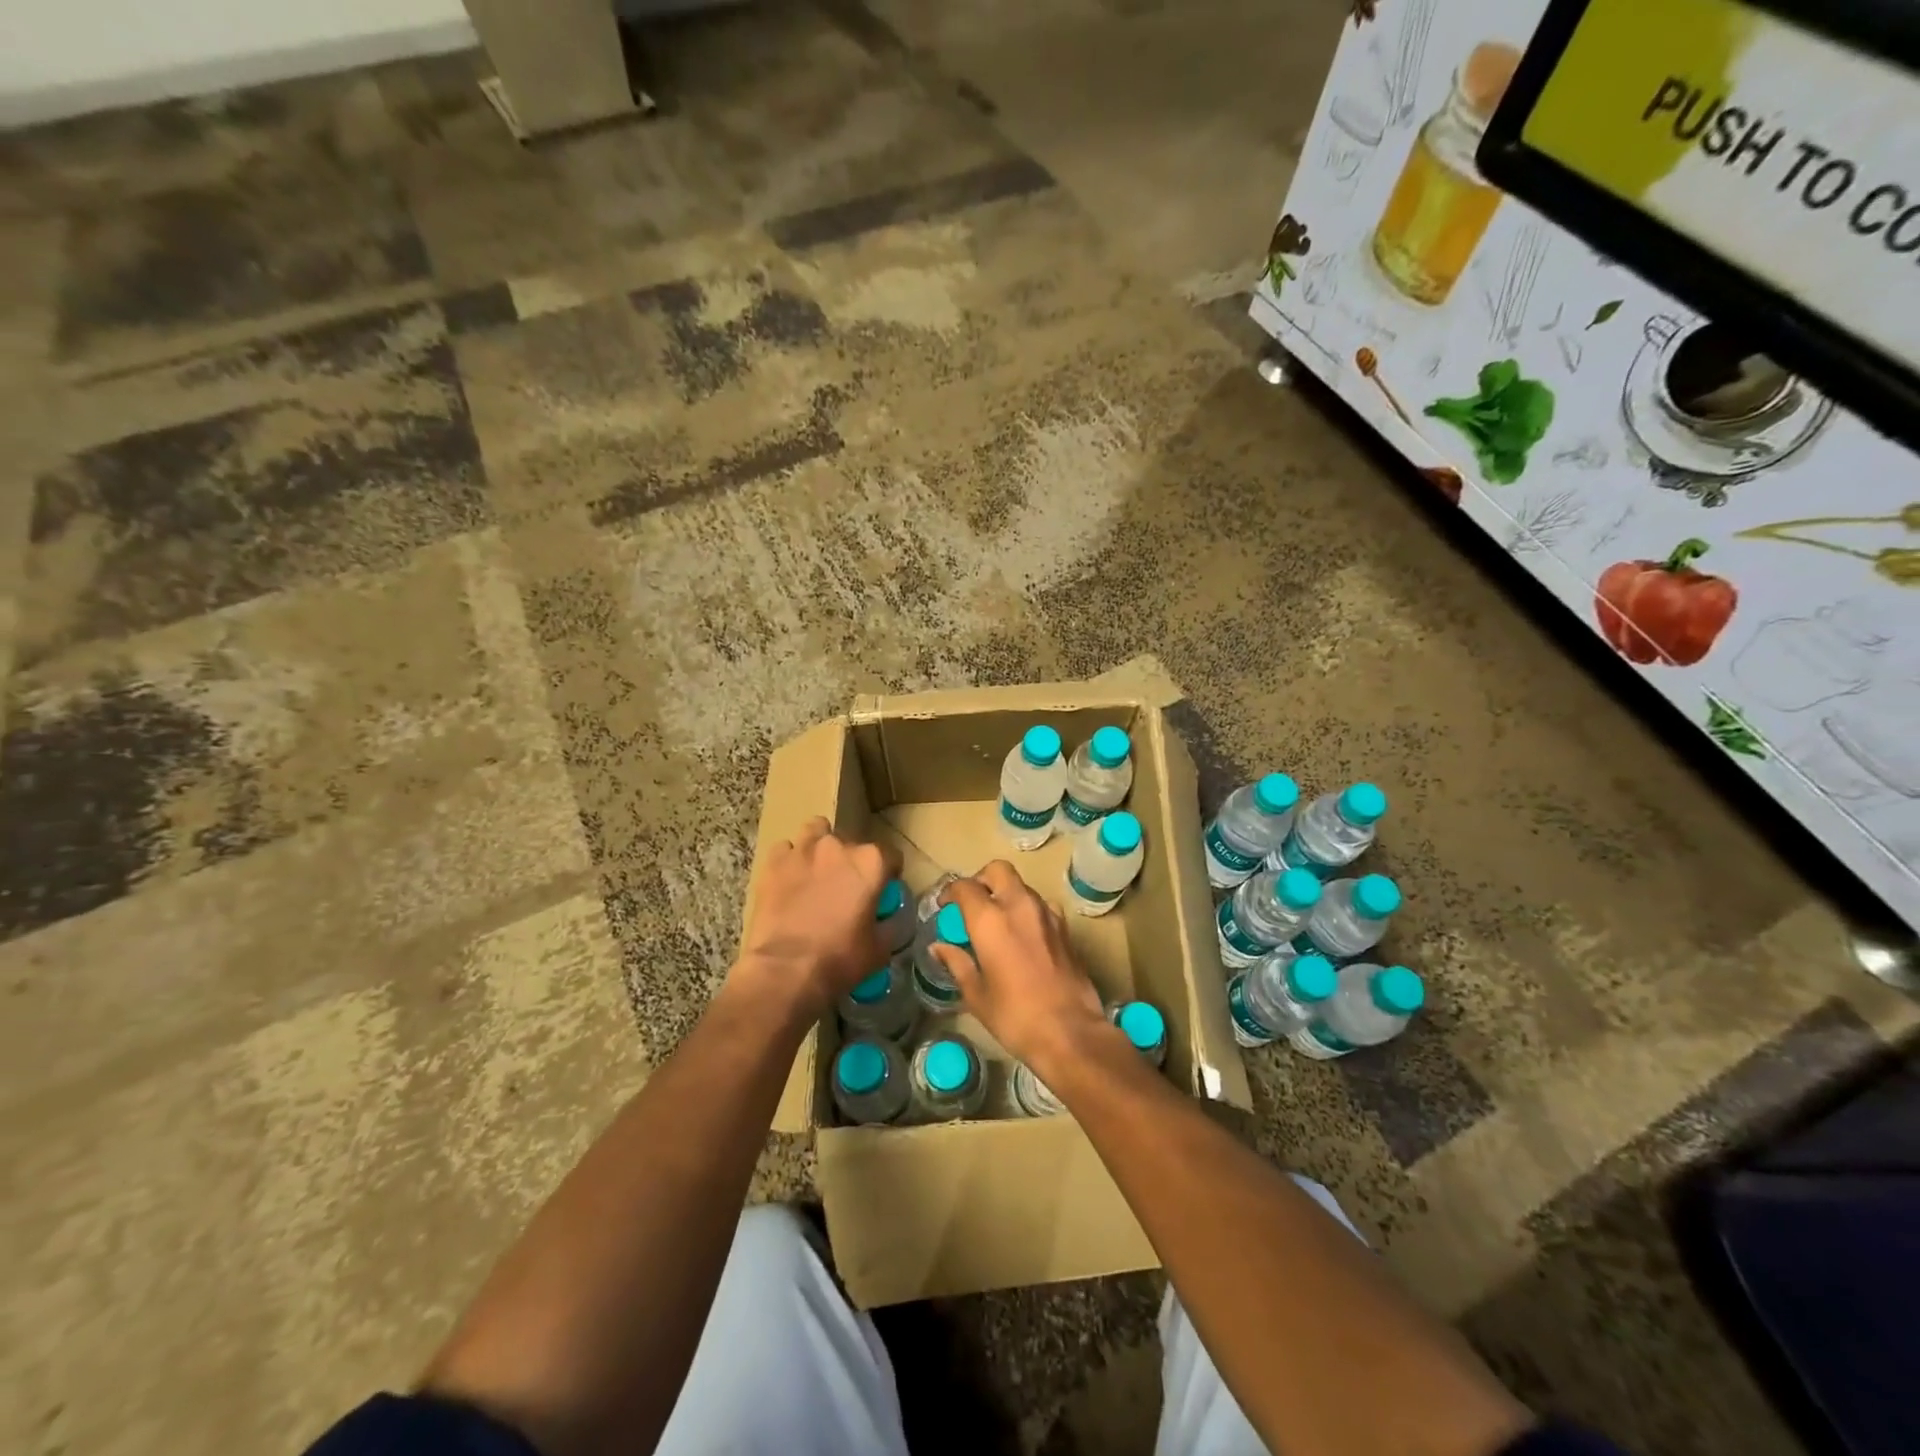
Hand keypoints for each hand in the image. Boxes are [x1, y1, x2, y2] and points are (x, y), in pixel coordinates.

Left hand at [736, 818, 897, 1018]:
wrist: (785, 969)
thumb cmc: (839, 959)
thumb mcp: (879, 948)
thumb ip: (886, 924)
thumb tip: (885, 919)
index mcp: (871, 863)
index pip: (891, 855)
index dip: (889, 873)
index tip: (882, 890)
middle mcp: (839, 846)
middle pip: (852, 842)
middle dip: (852, 860)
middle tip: (846, 886)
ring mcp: (803, 849)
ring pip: (816, 830)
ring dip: (820, 845)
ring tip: (816, 869)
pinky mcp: (774, 862)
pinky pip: (785, 850)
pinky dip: (790, 860)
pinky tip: (789, 880)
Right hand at [933, 862, 1108, 1072]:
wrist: (1070, 1032)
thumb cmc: (1014, 1016)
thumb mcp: (976, 994)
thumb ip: (957, 963)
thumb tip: (938, 947)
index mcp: (990, 919)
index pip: (965, 887)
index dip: (950, 892)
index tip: (944, 906)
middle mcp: (1019, 905)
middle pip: (998, 870)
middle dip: (981, 879)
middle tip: (972, 903)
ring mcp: (1046, 913)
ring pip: (1022, 886)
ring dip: (1006, 894)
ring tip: (997, 921)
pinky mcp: (1065, 927)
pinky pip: (1041, 905)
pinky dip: (1027, 910)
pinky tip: (1023, 936)